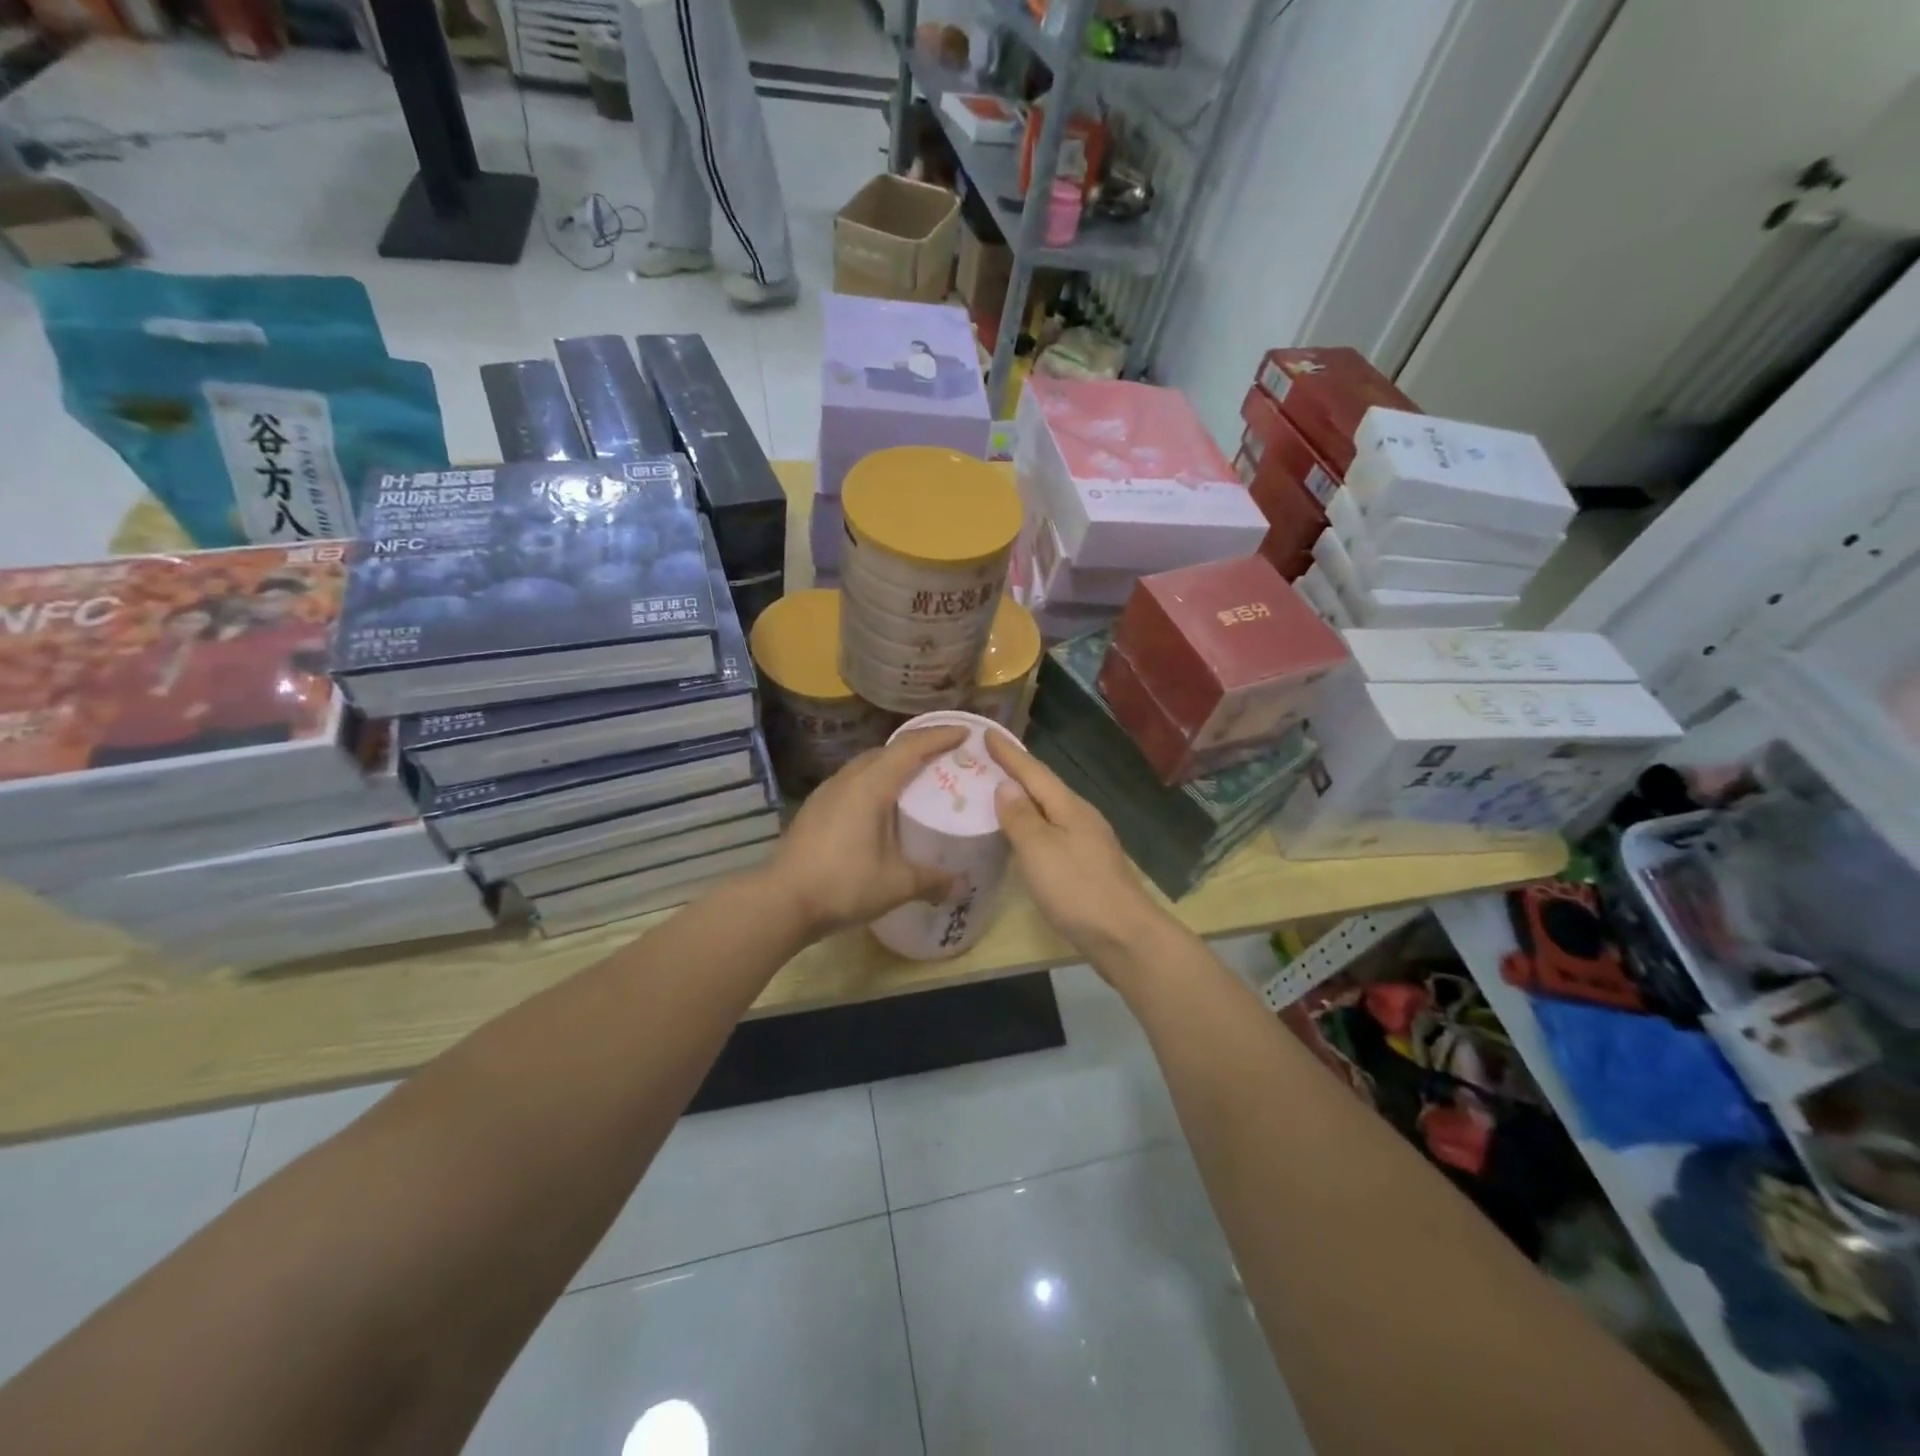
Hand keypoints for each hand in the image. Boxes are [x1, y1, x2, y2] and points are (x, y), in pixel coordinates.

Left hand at [761, 726, 966, 939]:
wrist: (781, 901)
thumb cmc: (843, 884)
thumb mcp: (896, 884)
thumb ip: (932, 881)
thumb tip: (962, 886)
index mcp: (871, 785)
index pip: (911, 747)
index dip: (940, 736)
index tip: (966, 733)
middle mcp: (848, 779)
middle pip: (887, 750)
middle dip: (918, 747)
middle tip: (946, 757)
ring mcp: (827, 792)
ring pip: (866, 766)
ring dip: (893, 765)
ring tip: (917, 780)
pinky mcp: (816, 809)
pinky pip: (853, 783)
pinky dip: (875, 783)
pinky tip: (883, 808)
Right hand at [986, 733, 1172, 965]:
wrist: (1125, 937)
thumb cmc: (1077, 890)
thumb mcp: (1039, 850)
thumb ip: (1021, 817)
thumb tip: (1007, 785)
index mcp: (1069, 808)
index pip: (1034, 772)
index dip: (1009, 753)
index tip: (987, 732)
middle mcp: (1082, 817)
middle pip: (1045, 787)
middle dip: (1017, 772)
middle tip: (986, 760)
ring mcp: (1088, 842)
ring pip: (1050, 810)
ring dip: (1024, 799)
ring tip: (998, 793)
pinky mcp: (1088, 866)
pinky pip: (1053, 832)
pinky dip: (1033, 825)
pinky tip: (1023, 836)